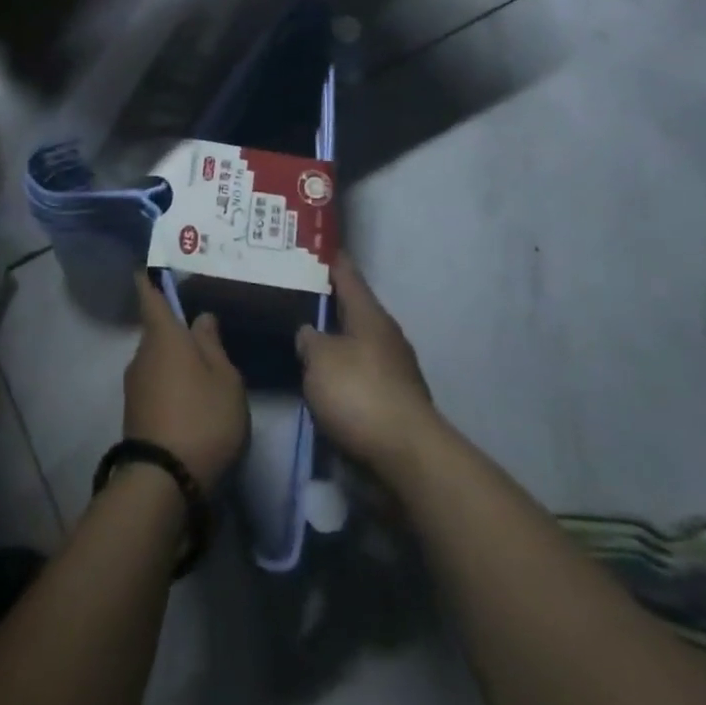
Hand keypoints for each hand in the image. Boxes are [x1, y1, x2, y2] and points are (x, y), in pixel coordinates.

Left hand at [124, 275, 248, 486]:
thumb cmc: (202, 417)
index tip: (152, 264)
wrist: (163, 483)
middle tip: (204, 329)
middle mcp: (141, 353)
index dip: (150, 277)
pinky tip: (192, 399)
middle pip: (157, 330)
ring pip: (157, 359)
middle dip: (176, 329)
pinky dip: (171, 384)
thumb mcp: (225, 379)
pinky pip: (155, 384)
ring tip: (204, 368)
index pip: (149, 294)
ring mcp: (134, 385)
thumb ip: (213, 344)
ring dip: (175, 361)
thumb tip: (200, 318)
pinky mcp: (134, 414)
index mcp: (163, 335)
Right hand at [297, 258, 439, 478]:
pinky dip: (343, 375)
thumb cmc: (360, 394)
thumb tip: (309, 333)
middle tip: (298, 297)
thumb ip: (310, 340)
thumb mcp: (320, 360)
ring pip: (357, 345)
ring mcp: (395, 371)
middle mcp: (386, 336)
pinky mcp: (395, 402)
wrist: (407, 457)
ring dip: (336, 344)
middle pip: (354, 310)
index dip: (330, 260)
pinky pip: (361, 376)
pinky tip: (324, 383)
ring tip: (306, 342)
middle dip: (329, 305)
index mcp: (370, 315)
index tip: (314, 247)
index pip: (348, 275)